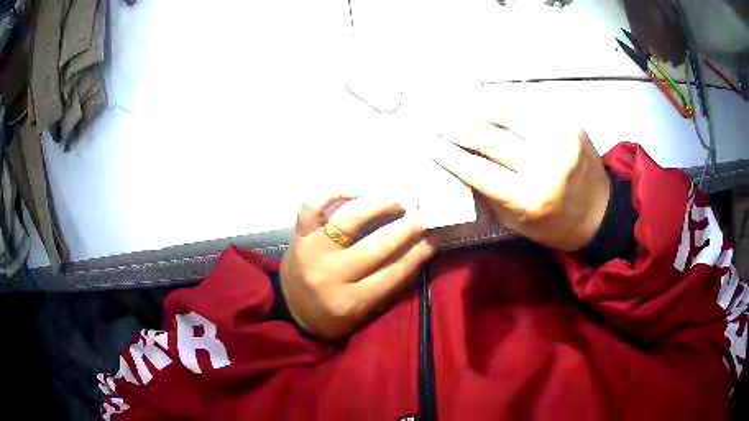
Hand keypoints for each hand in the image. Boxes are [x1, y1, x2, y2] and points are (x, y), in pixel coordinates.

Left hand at [280, 195, 433, 338]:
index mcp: (349, 302)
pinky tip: (354, 192)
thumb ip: (389, 285)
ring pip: (347, 220)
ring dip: (377, 206)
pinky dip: (333, 194)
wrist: (291, 310)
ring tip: (395, 201)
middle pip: (375, 247)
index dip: (416, 255)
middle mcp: (330, 275)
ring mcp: (311, 251)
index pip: (392, 274)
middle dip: (404, 229)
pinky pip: (312, 206)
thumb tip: (418, 249)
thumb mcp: (363, 312)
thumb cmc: (331, 315)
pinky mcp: (298, 236)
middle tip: (420, 217)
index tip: (432, 239)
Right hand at [430, 123, 609, 251]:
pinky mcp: (569, 123)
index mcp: (529, 197)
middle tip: (438, 122)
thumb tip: (462, 166)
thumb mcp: (518, 223)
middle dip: (457, 127)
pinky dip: (507, 106)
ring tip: (461, 107)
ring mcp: (559, 138)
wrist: (600, 212)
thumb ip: (490, 195)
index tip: (430, 144)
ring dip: (479, 109)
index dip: (449, 155)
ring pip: (507, 113)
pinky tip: (493, 105)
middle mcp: (544, 163)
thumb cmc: (555, 225)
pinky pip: (529, 107)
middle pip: (489, 137)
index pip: (477, 170)